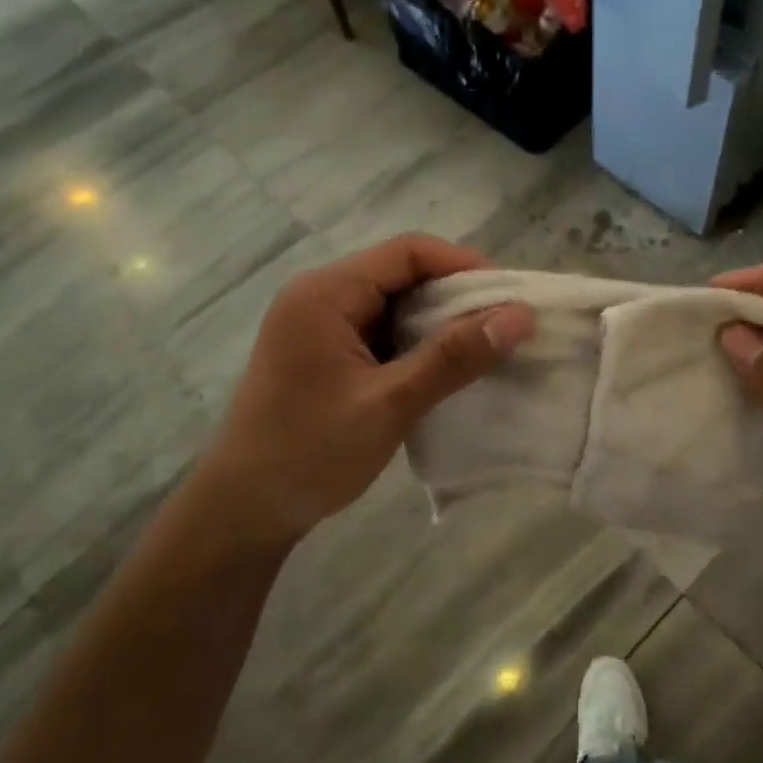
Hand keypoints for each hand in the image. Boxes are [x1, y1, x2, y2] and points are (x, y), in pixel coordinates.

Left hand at [200, 234, 532, 549]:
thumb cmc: (310, 453)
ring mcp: (320, 326)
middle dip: (456, 296)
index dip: (464, 266)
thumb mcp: (389, 404)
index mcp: (326, 294)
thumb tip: (519, 316)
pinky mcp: (325, 354)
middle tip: (506, 325)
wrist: (243, 510)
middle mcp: (320, 297)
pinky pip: (382, 332)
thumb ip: (453, 358)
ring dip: (439, 322)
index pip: (408, 252)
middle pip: (402, 274)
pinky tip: (446, 368)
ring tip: (486, 347)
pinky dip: (417, 344)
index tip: (510, 296)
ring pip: (394, 305)